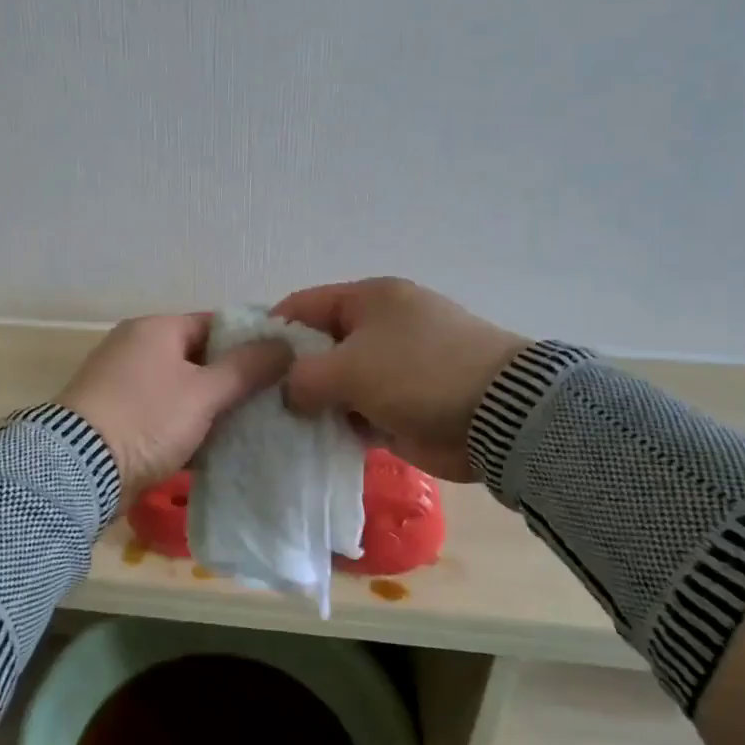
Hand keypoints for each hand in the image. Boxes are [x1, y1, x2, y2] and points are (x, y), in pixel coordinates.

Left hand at [57, 314, 291, 510]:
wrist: (80, 469)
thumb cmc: (147, 419)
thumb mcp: (204, 392)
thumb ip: (247, 368)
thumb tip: (284, 345)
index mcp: (155, 329)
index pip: (214, 324)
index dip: (250, 342)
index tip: (281, 366)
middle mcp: (135, 349)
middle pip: (198, 359)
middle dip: (232, 381)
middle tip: (271, 401)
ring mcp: (122, 385)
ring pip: (181, 391)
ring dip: (210, 409)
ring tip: (252, 427)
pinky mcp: (116, 420)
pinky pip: (162, 417)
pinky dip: (186, 429)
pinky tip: (216, 449)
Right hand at [271, 278, 529, 481]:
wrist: (500, 416)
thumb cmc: (418, 374)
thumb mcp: (348, 368)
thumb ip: (302, 378)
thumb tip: (288, 395)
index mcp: (369, 300)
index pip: (303, 305)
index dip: (270, 331)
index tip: (244, 364)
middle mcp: (379, 328)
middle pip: (318, 347)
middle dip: (289, 375)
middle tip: (258, 403)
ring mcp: (393, 368)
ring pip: (336, 384)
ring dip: (314, 405)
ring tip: (279, 428)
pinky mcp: (403, 405)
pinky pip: (358, 413)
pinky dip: (339, 426)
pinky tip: (314, 443)